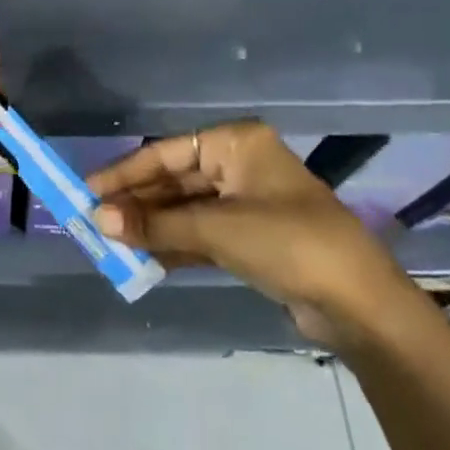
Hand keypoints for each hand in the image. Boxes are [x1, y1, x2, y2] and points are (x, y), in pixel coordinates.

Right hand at [89, 121, 420, 346]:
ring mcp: (247, 202)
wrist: (361, 306)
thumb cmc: (288, 243)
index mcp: (235, 144)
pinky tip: (144, 258)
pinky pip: (201, 233)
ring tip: (112, 243)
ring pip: (185, 209)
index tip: (88, 190)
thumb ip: (155, 223)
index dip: (125, 173)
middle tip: (95, 222)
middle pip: (174, 180)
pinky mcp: (252, 238)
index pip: (166, 153)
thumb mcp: (216, 229)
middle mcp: (239, 165)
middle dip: (137, 203)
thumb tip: (98, 218)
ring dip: (152, 226)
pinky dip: (175, 244)